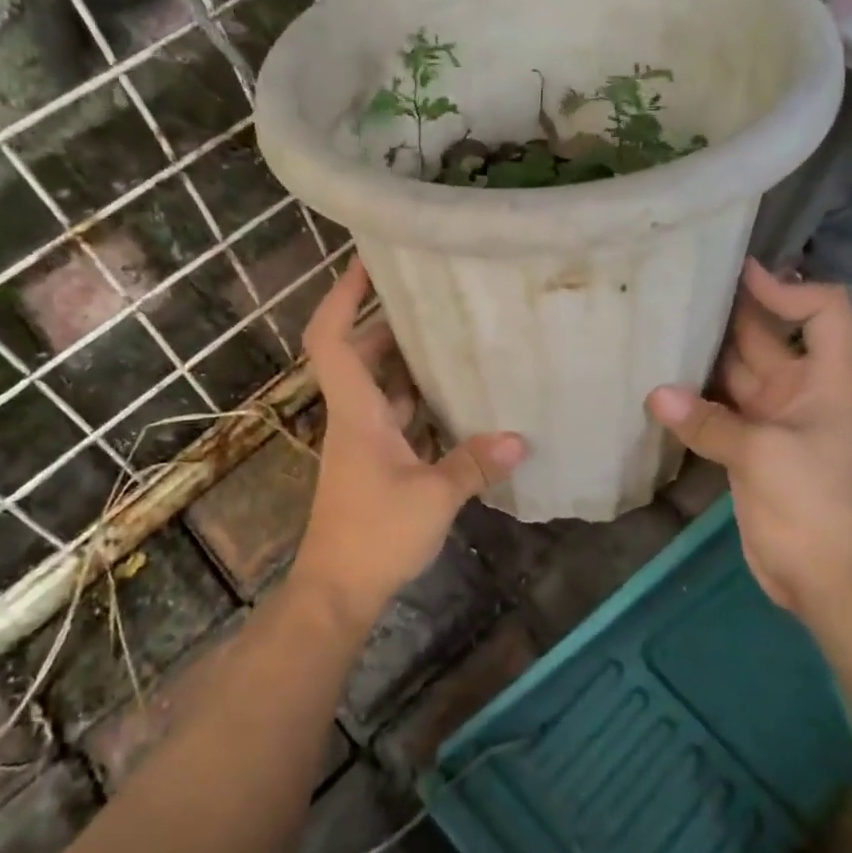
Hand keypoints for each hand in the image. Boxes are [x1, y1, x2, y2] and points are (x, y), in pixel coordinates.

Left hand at [293, 258, 526, 627]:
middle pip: (361, 354)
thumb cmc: (374, 535)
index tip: (368, 262)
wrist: (337, 590)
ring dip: (410, 363)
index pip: (332, 338)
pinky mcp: (377, 464)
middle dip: (390, 322)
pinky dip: (421, 403)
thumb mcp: (433, 497)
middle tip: (434, 299)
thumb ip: (475, 463)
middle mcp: (355, 417)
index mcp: (356, 411)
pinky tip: (460, 401)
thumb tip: (520, 438)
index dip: (342, 295)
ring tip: (456, 338)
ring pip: (383, 386)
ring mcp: (364, 441)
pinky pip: (399, 417)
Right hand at [645, 259, 851, 624]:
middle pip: (767, 336)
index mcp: (825, 381)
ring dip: (702, 354)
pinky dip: (691, 397)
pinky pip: (717, 410)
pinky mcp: (747, 448)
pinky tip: (655, 385)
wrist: (825, 579)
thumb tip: (654, 393)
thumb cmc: (815, 506)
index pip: (824, 312)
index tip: (741, 278)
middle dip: (729, 311)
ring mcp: (771, 420)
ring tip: (655, 327)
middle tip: (676, 287)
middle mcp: (799, 391)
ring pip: (735, 372)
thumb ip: (709, 422)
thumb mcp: (764, 456)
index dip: (789, 288)